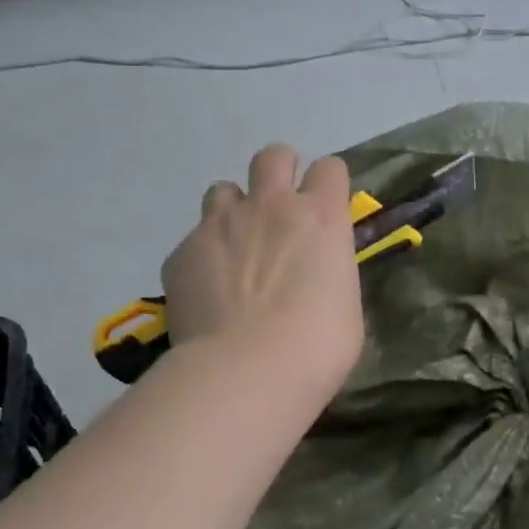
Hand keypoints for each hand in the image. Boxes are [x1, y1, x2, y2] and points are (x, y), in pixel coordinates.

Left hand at [162, 145, 364, 400]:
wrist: (248, 370)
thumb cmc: (317, 347)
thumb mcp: (345, 307)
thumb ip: (328, 274)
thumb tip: (315, 276)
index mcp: (321, 218)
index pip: (330, 169)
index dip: (328, 185)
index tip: (326, 208)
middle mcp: (270, 206)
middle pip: (273, 157)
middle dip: (279, 172)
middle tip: (279, 209)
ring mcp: (220, 224)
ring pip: (223, 190)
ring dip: (233, 210)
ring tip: (236, 247)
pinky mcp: (182, 252)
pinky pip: (193, 239)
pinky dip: (203, 257)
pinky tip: (207, 292)